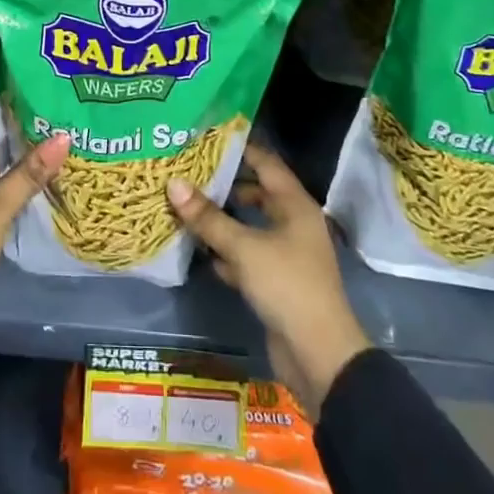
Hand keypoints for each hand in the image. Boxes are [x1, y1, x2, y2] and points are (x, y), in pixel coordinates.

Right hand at [166, 143, 370, 418]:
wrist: (319, 355)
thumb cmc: (287, 286)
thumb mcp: (243, 248)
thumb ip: (208, 217)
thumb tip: (173, 183)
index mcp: (295, 205)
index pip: (265, 163)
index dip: (238, 148)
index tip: (204, 137)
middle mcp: (292, 222)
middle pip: (254, 193)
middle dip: (223, 184)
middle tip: (186, 171)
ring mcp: (285, 252)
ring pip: (248, 225)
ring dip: (220, 219)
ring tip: (183, 204)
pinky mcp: (275, 280)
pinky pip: (245, 254)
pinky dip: (224, 250)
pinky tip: (197, 248)